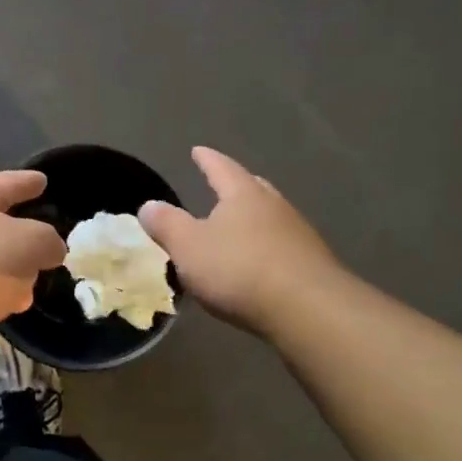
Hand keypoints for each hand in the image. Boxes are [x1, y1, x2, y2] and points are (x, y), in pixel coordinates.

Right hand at [141, 147, 343, 337]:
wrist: (308, 309)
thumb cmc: (240, 269)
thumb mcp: (189, 247)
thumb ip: (166, 225)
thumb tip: (149, 206)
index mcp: (243, 194)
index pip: (221, 168)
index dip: (207, 160)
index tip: (197, 151)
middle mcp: (274, 206)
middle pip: (253, 188)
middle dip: (236, 186)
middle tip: (222, 184)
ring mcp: (299, 235)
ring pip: (271, 217)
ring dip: (253, 219)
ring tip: (238, 227)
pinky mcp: (312, 265)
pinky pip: (283, 247)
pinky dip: (267, 248)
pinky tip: (259, 263)